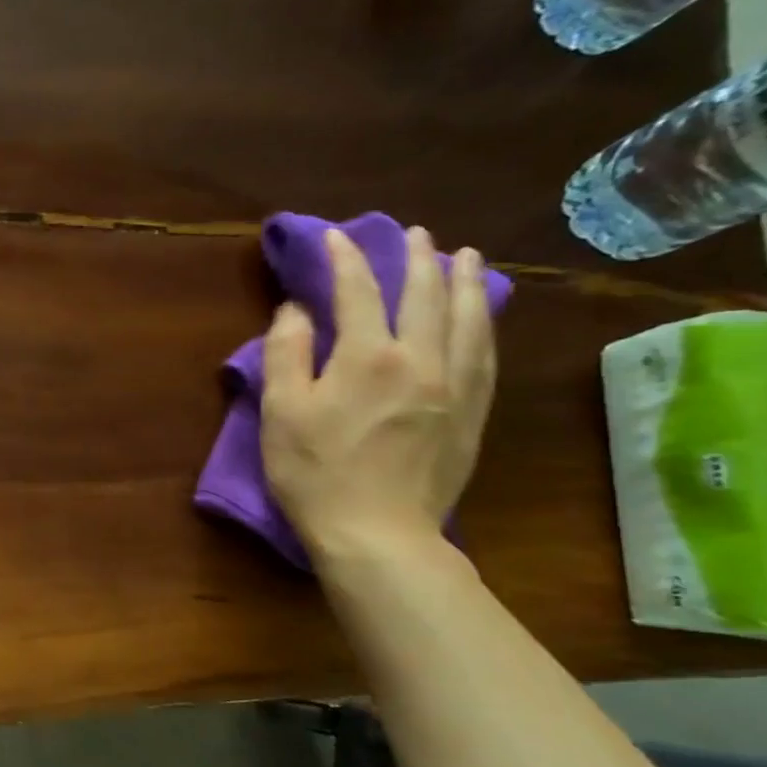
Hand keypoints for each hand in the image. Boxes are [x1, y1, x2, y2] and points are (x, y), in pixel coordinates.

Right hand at [261, 226, 496, 564]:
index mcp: (368, 357)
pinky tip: (481, 315)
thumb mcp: (280, 412)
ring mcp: (455, 386)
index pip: (358, 293)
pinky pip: (485, 353)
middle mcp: (421, 360)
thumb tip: (297, 309)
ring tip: (464, 256)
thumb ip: (287, 354)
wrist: (376, 532)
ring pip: (468, 318)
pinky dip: (483, 323)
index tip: (335, 237)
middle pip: (424, 295)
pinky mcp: (472, 413)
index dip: (345, 260)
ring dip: (464, 281)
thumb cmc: (314, 472)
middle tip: (415, 233)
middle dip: (417, 258)